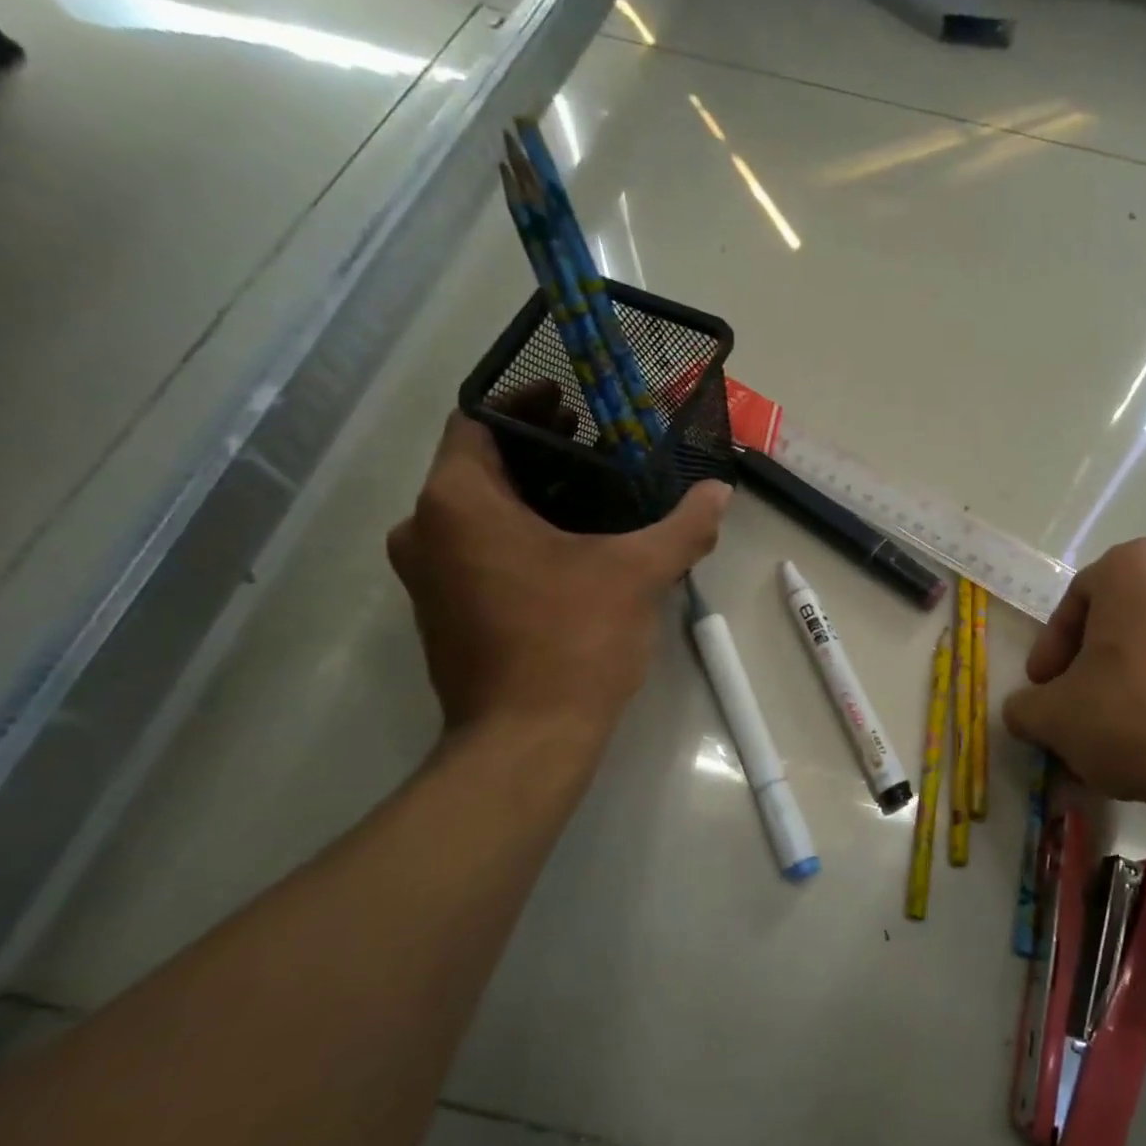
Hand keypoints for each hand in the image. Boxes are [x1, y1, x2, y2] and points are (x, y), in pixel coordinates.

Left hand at [388, 409, 730, 739]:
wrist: (526, 741)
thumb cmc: (573, 641)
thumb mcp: (638, 574)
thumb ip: (682, 526)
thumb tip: (720, 492)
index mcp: (458, 503)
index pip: (478, 421)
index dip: (526, 404)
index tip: (574, 404)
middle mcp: (425, 530)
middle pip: (477, 464)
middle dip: (536, 451)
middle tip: (596, 445)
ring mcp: (427, 575)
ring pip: (474, 510)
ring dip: (526, 494)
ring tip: (591, 492)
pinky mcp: (442, 610)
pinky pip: (474, 548)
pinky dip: (514, 532)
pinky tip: (569, 545)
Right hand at [1003, 539, 1145, 821]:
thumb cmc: (1134, 717)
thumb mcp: (1054, 716)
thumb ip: (1025, 706)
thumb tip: (1025, 710)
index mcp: (1135, 568)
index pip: (1074, 603)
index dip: (1050, 650)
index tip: (1042, 689)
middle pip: (1117, 621)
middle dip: (1089, 665)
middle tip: (1072, 706)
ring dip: (1127, 681)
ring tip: (1113, 731)